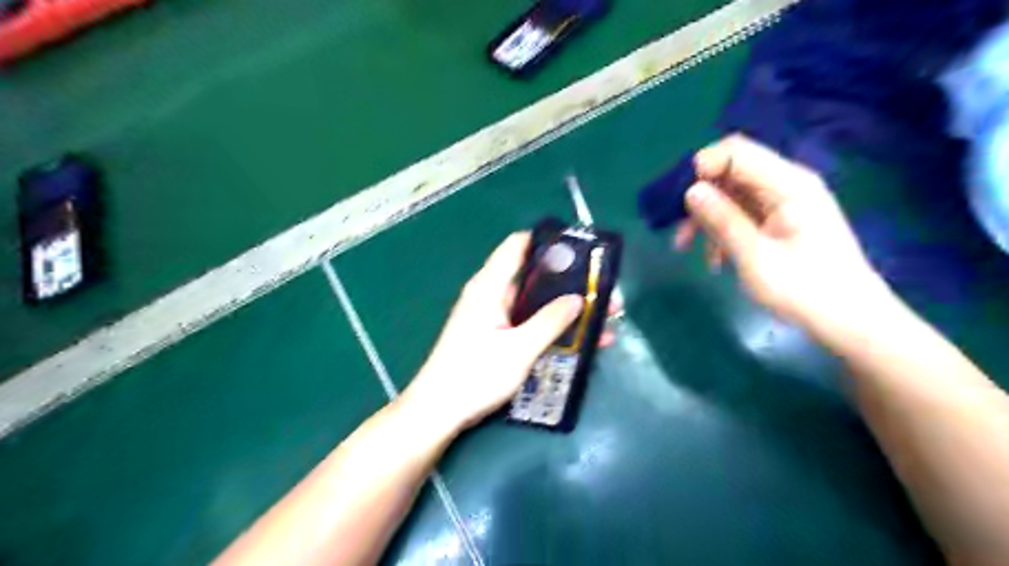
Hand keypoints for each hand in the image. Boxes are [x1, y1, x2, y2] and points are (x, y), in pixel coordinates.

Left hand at [403, 234, 624, 431]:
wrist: (438, 411)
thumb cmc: (474, 376)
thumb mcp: (519, 349)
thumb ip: (550, 322)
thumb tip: (579, 299)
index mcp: (489, 286)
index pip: (518, 245)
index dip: (548, 242)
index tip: (582, 252)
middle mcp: (491, 294)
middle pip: (534, 275)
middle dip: (569, 283)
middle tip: (603, 294)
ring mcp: (493, 315)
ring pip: (535, 301)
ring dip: (565, 308)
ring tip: (601, 319)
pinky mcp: (496, 334)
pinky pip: (529, 321)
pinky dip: (552, 325)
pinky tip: (580, 340)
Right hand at [674, 132, 892, 330]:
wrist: (848, 319)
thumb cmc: (803, 289)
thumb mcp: (754, 256)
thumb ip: (722, 219)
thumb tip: (691, 190)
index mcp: (788, 185)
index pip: (737, 151)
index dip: (703, 167)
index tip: (679, 199)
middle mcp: (786, 185)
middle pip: (731, 173)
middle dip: (700, 198)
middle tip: (679, 230)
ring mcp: (784, 203)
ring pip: (732, 196)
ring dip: (707, 219)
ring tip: (689, 249)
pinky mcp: (781, 220)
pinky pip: (742, 214)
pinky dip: (723, 231)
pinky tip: (715, 260)